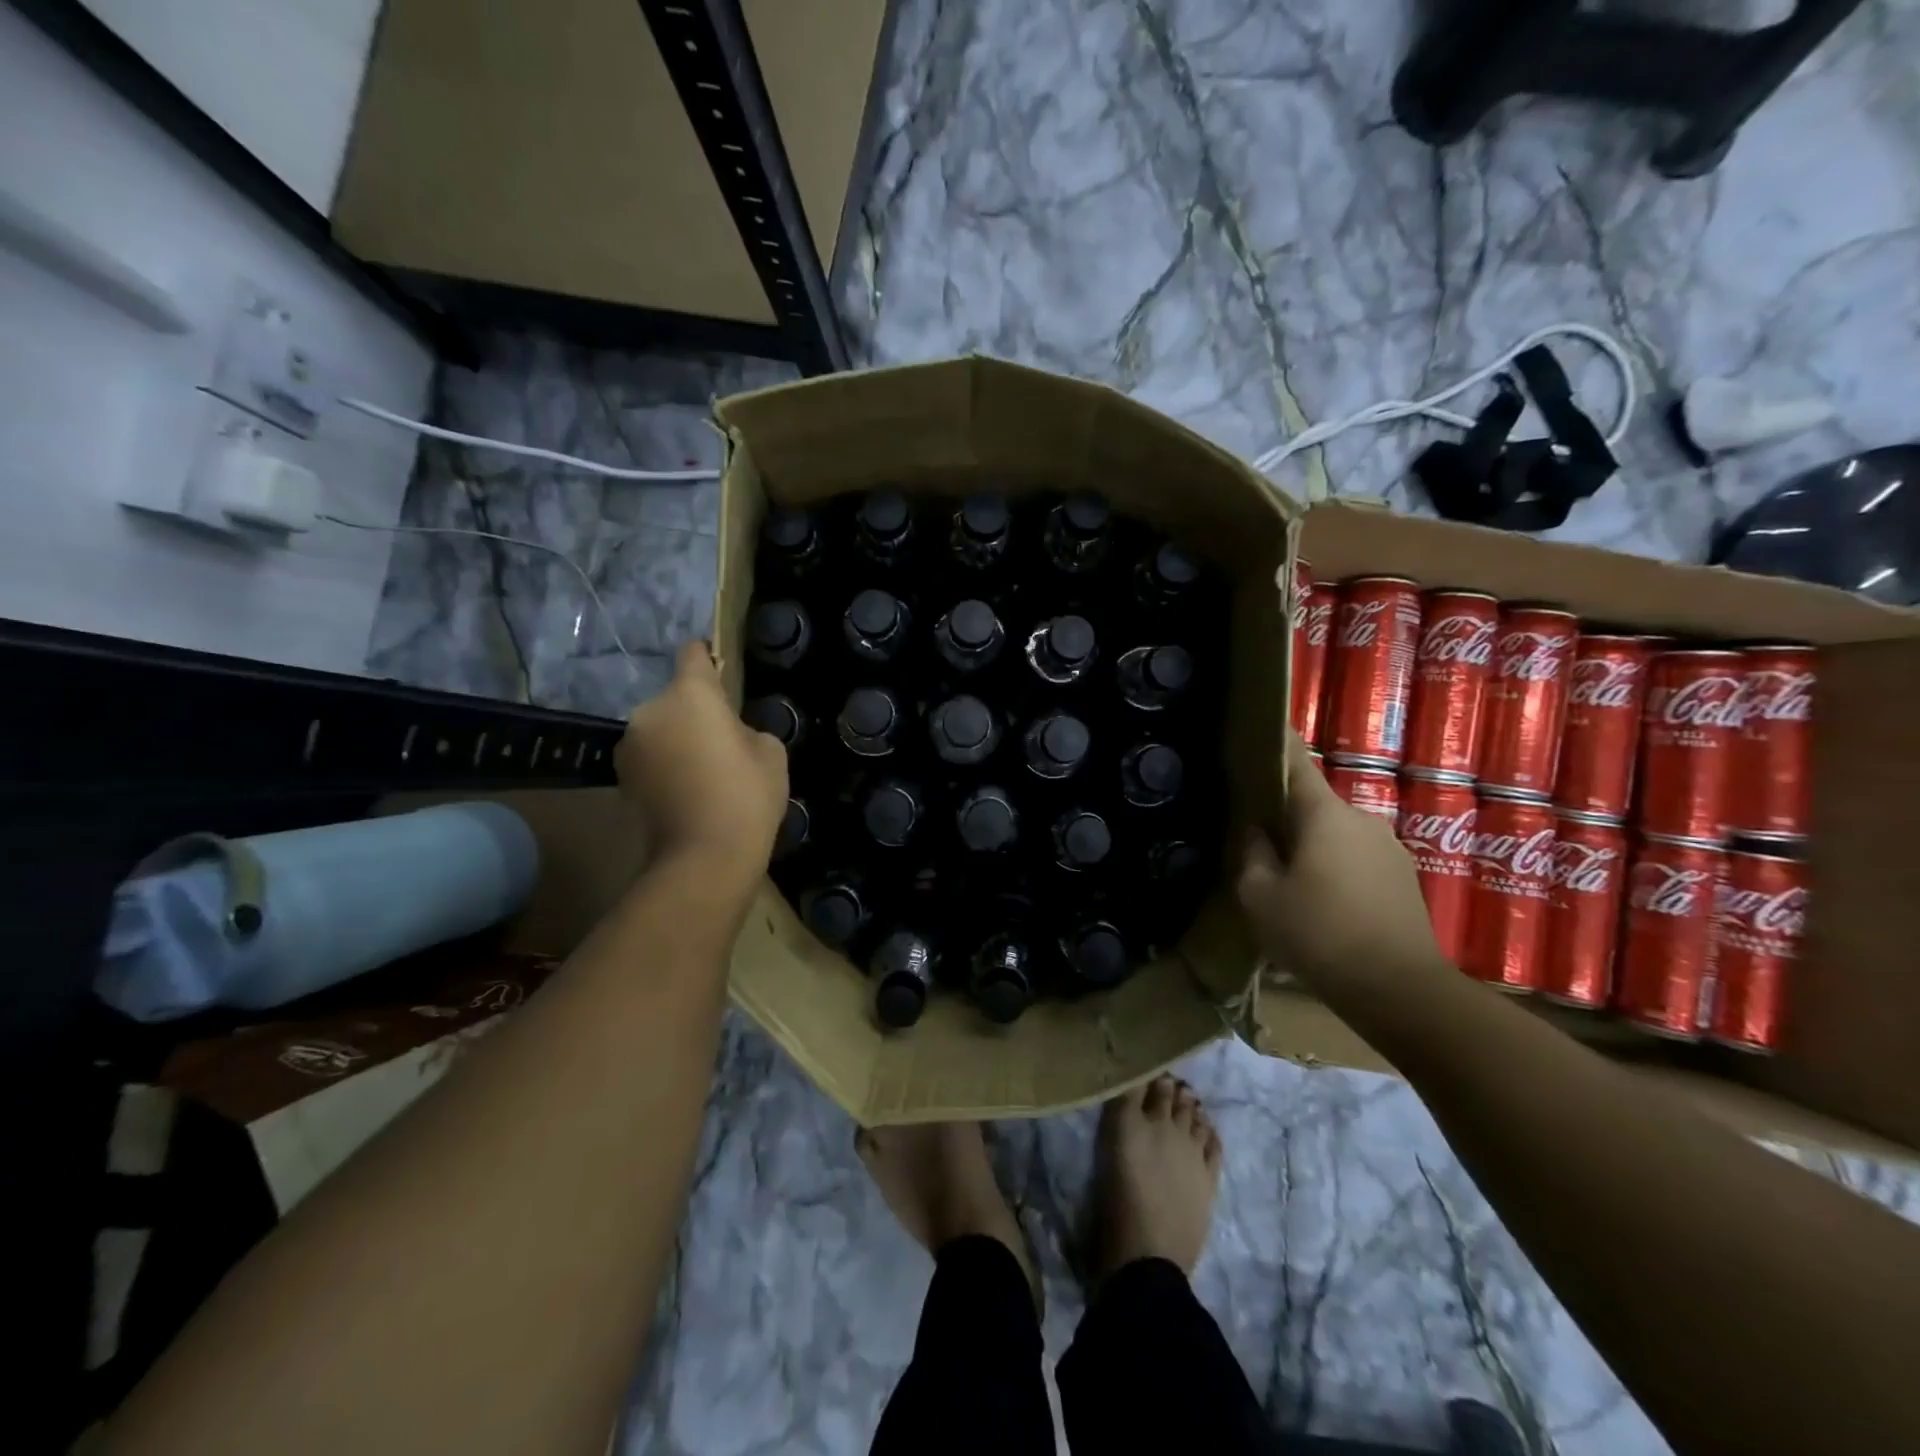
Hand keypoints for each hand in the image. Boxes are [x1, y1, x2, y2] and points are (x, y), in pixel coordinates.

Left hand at [617, 641, 787, 889]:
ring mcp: (630, 744)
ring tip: (704, 770)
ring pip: (661, 727)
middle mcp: (651, 710)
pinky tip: (687, 789)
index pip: (694, 655)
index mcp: (690, 694)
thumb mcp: (770, 752)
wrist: (704, 858)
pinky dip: (665, 764)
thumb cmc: (746, 795)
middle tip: (723, 740)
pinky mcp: (622, 777)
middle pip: (676, 697)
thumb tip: (728, 735)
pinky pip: (650, 755)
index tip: (719, 668)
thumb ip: (747, 728)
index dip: (708, 657)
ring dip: (677, 738)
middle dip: (696, 711)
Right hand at [1236, 732, 1449, 1003]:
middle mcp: (1362, 818)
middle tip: (1254, 836)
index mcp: (1324, 814)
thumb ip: (1252, 855)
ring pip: (1335, 833)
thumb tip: (1257, 832)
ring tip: (1286, 877)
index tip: (1253, 733)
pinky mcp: (1403, 877)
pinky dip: (1333, 867)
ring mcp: (1388, 847)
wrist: (1402, 991)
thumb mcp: (1261, 898)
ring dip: (1310, 845)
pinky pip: (1356, 858)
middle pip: (1313, 803)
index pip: (1296, 761)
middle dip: (1284, 813)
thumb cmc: (1320, 935)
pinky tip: (1320, 901)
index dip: (1274, 743)